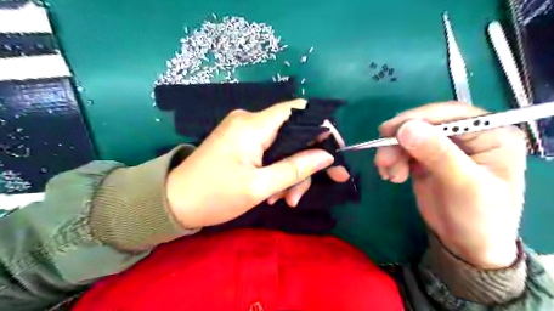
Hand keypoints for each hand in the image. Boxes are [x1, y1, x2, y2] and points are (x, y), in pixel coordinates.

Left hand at [166, 100, 349, 227]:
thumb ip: (295, 169)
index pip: (298, 111)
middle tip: (303, 193)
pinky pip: (269, 151)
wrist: (174, 202)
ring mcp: (244, 131)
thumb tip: (327, 156)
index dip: (321, 127)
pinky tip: (273, 193)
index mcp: (253, 125)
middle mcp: (249, 120)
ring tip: (285, 200)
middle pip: (293, 134)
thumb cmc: (214, 196)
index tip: (334, 152)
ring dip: (289, 173)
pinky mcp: (241, 141)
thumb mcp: (259, 187)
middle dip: (304, 163)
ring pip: (283, 146)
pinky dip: (277, 171)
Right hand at [374, 102, 524, 268]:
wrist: (467, 245)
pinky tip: (392, 176)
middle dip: (399, 141)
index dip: (417, 119)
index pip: (450, 114)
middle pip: (424, 125)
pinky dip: (392, 161)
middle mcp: (466, 136)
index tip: (389, 131)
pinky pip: (403, 151)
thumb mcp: (463, 185)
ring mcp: (444, 148)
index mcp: (490, 134)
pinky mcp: (426, 159)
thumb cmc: (478, 217)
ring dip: (392, 153)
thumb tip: (406, 128)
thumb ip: (437, 154)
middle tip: (382, 158)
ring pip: (409, 138)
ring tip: (388, 174)